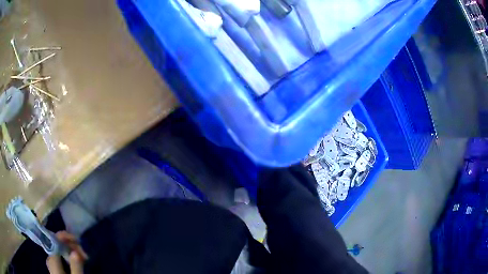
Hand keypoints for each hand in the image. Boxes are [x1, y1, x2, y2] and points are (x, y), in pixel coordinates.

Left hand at [46, 231, 87, 273]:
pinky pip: (60, 259)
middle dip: (70, 246)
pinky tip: (76, 263)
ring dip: (70, 252)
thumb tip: (75, 250)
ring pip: (59, 252)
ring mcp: (52, 266)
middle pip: (57, 246)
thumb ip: (76, 267)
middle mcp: (50, 260)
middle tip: (84, 253)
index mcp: (52, 261)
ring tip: (83, 258)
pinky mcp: (56, 271)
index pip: (54, 241)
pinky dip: (68, 258)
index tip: (78, 240)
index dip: (64, 237)